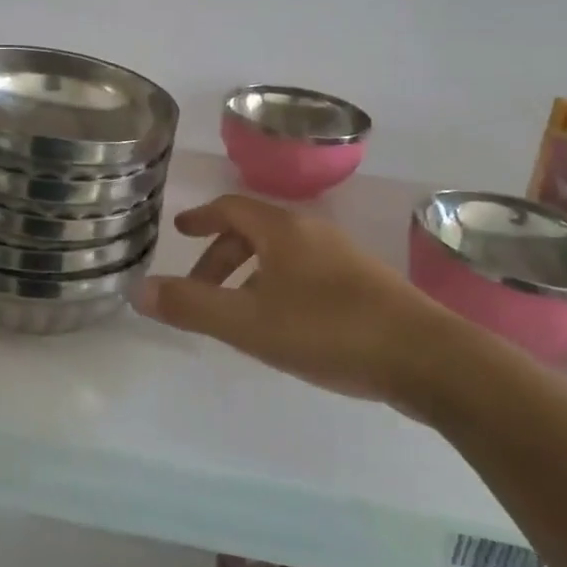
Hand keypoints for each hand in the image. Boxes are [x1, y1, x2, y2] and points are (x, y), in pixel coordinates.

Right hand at [134, 194, 464, 407]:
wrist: (429, 359)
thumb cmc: (328, 330)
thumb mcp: (248, 323)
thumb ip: (191, 307)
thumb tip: (137, 291)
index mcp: (283, 231)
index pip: (231, 208)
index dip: (201, 218)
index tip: (180, 231)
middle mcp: (313, 233)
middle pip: (255, 231)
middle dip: (221, 255)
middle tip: (199, 287)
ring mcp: (344, 259)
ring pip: (282, 254)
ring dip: (250, 274)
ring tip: (236, 312)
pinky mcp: (366, 286)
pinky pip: (306, 273)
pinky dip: (278, 287)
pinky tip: (283, 326)